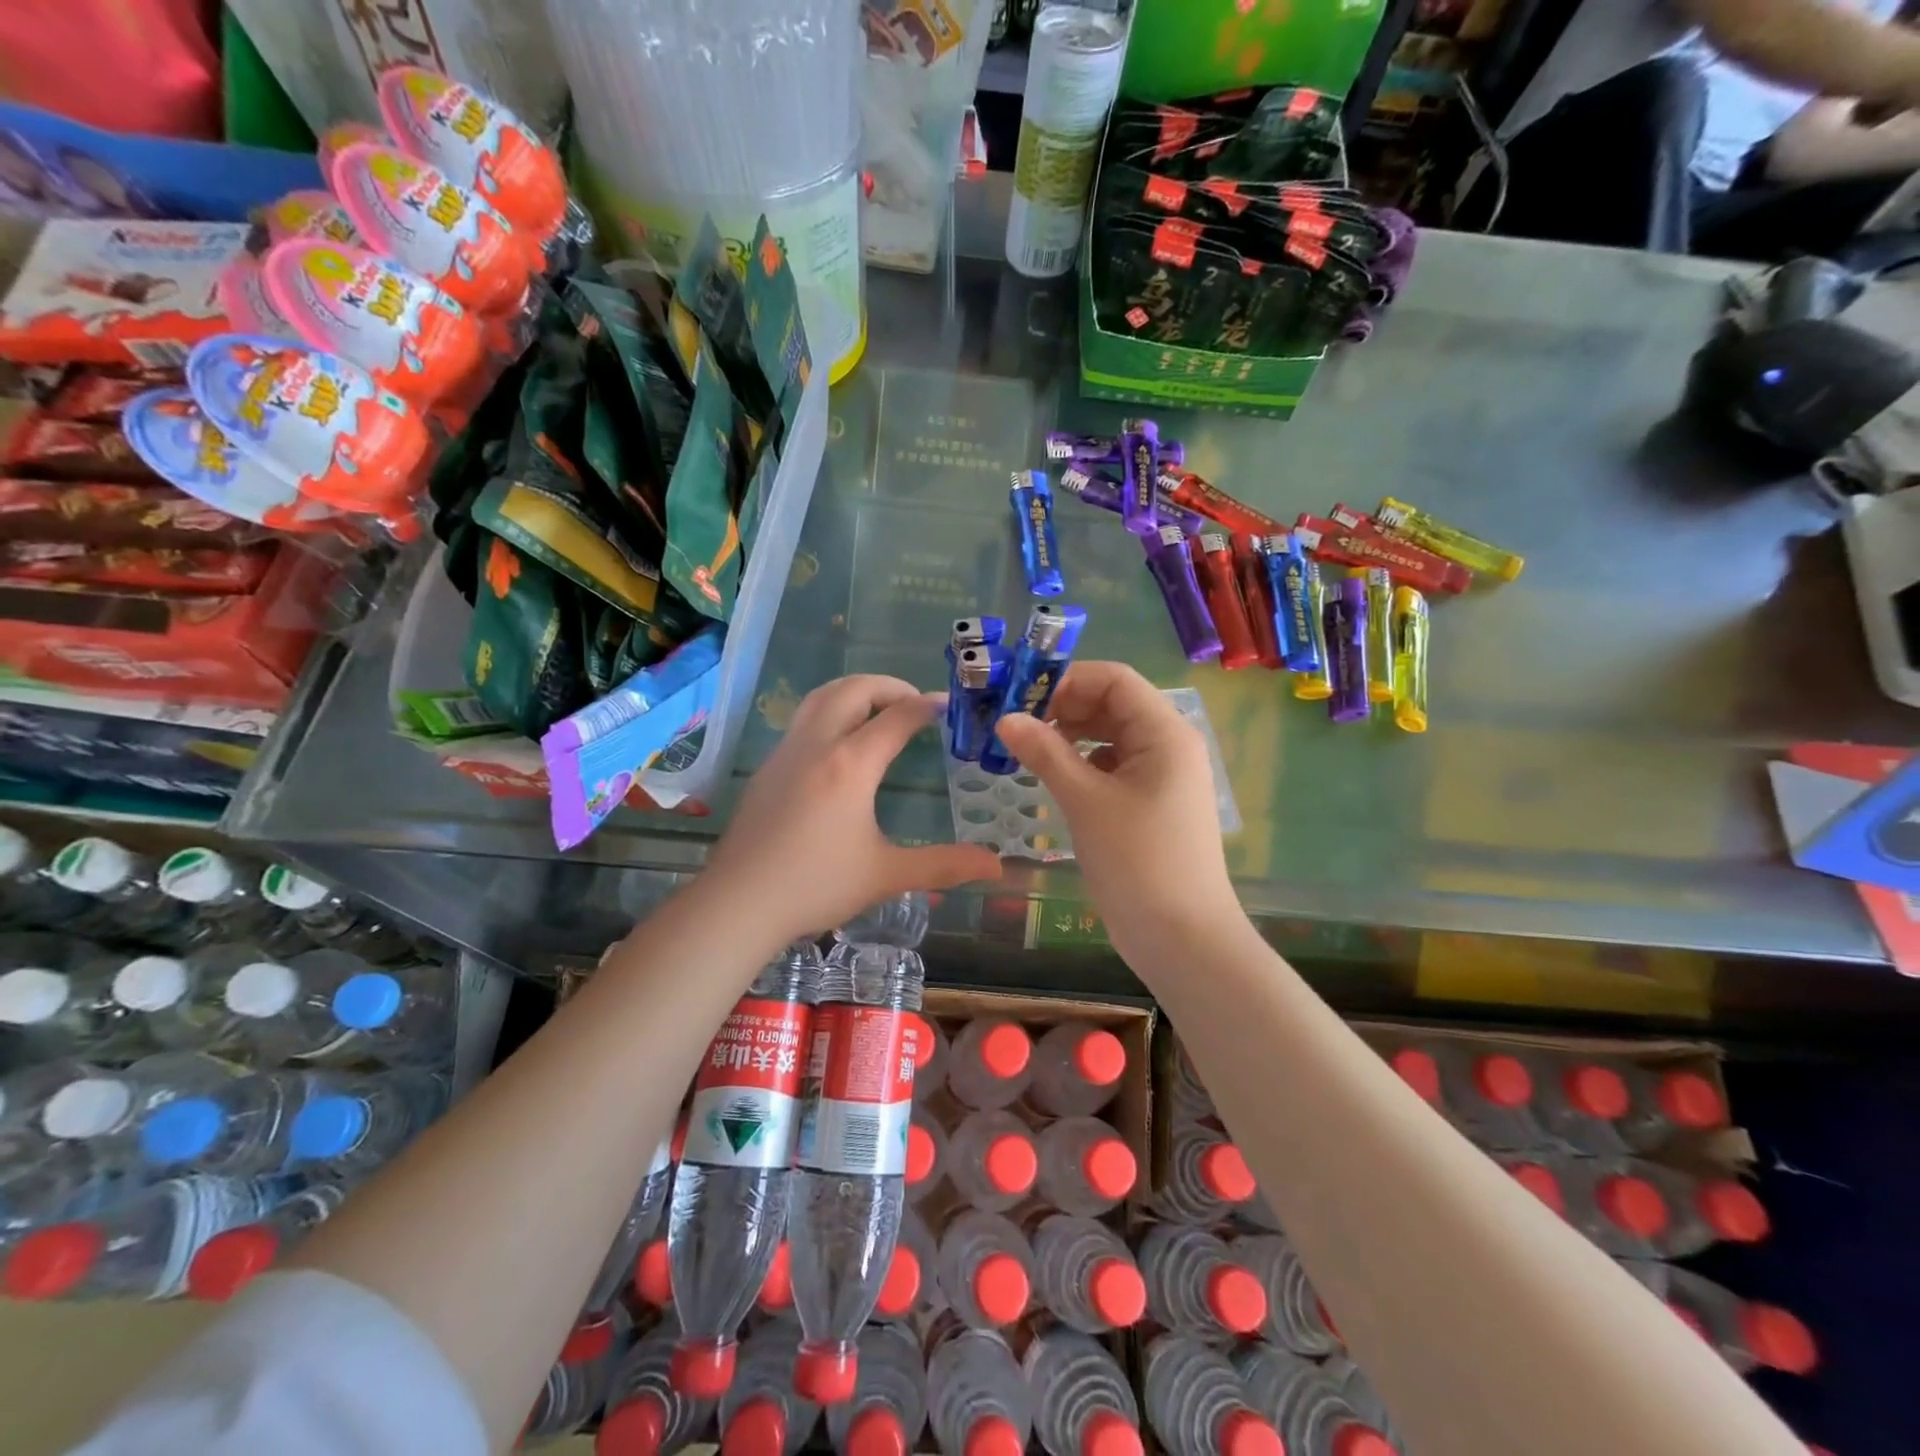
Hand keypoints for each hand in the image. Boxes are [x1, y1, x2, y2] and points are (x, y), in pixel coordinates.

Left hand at [703, 675, 1002, 940]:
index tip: (947, 706)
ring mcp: (786, 753)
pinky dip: (830, 710)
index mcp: (851, 764)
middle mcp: (817, 745)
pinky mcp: (767, 768)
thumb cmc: (816, 885)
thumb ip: (943, 865)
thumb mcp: (886, 875)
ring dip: (854, 691)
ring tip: (878, 709)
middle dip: (889, 686)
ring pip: (820, 697)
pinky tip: (839, 744)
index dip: (925, 706)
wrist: (739, 902)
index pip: (896, 718)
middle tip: (914, 702)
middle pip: (853, 690)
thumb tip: (996, 867)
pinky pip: (802, 719)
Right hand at [993, 662, 1237, 952]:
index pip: (1114, 679)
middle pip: (1113, 704)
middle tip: (1014, 723)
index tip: (1020, 696)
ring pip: (1111, 736)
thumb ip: (1045, 752)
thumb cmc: (1138, 862)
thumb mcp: (1086, 802)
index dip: (1067, 679)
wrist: (1182, 938)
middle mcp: (1168, 745)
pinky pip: (1113, 766)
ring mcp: (1161, 776)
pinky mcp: (1150, 803)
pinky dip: (1083, 764)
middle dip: (1064, 706)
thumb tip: (1006, 718)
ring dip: (1070, 736)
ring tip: (1027, 749)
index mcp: (1164, 732)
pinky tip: (1054, 778)